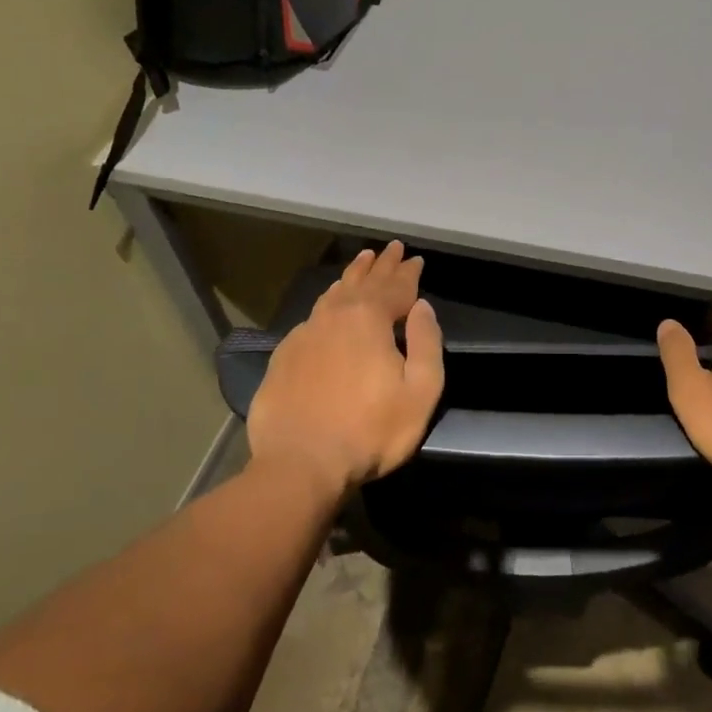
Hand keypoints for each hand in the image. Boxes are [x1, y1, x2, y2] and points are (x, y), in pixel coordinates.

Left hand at [245, 241, 444, 499]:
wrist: (300, 464)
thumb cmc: (370, 432)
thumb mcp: (420, 392)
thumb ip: (427, 344)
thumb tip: (422, 308)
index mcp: (370, 320)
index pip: (396, 286)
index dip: (409, 273)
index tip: (416, 259)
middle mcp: (335, 316)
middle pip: (363, 282)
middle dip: (381, 265)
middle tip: (391, 248)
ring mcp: (305, 333)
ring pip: (334, 294)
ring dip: (352, 276)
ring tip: (361, 261)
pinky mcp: (285, 355)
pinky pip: (313, 315)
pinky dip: (328, 301)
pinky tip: (329, 303)